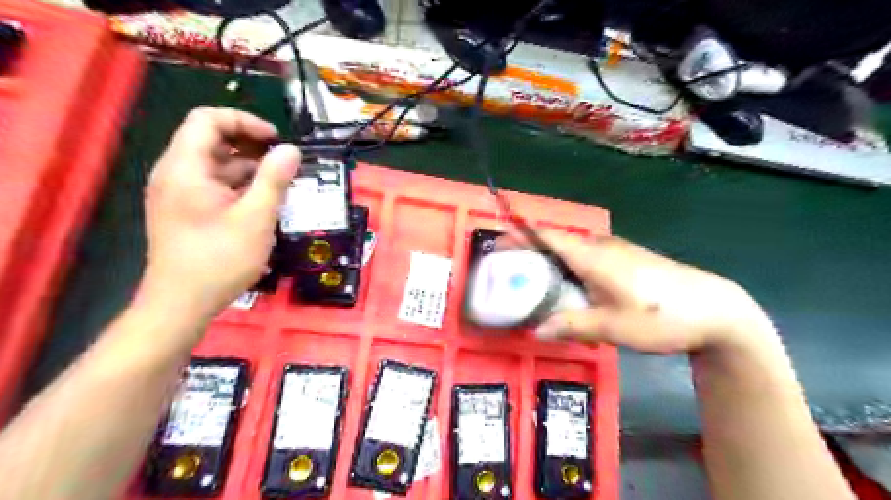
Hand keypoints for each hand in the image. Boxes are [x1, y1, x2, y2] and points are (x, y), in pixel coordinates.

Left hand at [140, 108, 301, 319]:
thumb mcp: (256, 218)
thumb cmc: (220, 259)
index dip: (244, 122)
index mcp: (185, 168)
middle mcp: (175, 174)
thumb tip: (291, 149)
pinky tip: (262, 203)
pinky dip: (238, 186)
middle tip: (282, 162)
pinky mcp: (184, 211)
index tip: (276, 141)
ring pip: (214, 165)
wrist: (181, 304)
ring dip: (247, 168)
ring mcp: (177, 194)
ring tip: (279, 184)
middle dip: (250, 145)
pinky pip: (212, 185)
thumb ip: (274, 180)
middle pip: (210, 140)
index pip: (208, 120)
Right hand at [512, 234, 777, 355]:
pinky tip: (569, 287)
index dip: (521, 235)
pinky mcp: (627, 259)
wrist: (717, 310)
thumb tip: (536, 329)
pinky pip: (587, 257)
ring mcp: (616, 251)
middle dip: (529, 251)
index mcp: (593, 257)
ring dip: (549, 260)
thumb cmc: (663, 317)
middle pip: (557, 241)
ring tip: (531, 281)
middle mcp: (601, 247)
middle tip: (508, 270)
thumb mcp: (614, 327)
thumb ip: (572, 325)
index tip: (498, 241)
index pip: (549, 236)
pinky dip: (568, 266)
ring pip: (572, 250)